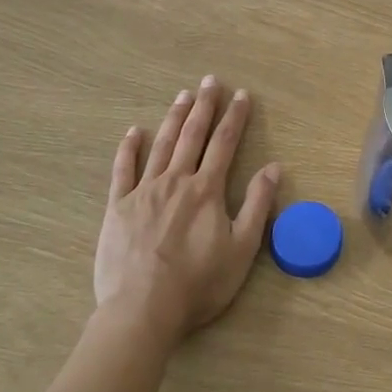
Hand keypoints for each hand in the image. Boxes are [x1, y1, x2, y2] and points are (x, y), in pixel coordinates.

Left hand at [93, 77, 280, 344]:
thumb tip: (274, 167)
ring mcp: (144, 192)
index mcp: (207, 190)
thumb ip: (257, 205)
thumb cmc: (198, 283)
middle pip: (192, 135)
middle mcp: (176, 181)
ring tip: (182, 95)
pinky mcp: (117, 207)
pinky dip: (129, 148)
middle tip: (209, 81)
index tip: (241, 95)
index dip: (235, 117)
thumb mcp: (242, 249)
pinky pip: (123, 170)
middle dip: (204, 106)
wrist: (142, 310)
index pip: (224, 144)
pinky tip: (134, 131)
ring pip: (161, 145)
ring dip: (173, 118)